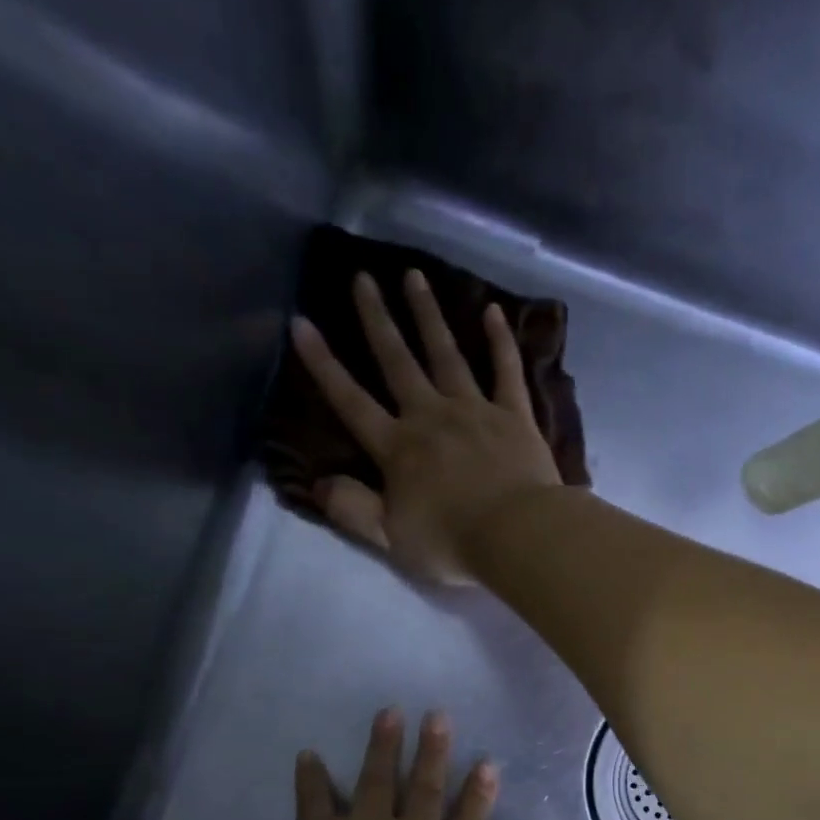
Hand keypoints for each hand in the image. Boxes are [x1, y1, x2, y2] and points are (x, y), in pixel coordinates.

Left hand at [252, 707, 498, 819]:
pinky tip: (307, 755)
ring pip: (379, 779)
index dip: (479, 795)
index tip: (487, 765)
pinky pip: (315, 798)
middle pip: (428, 789)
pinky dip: (310, 777)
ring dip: (383, 745)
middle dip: (435, 751)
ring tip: (389, 713)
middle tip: (438, 716)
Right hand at [290, 269, 562, 584]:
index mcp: (398, 449)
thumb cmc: (452, 543)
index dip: (324, 365)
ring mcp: (475, 411)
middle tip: (363, 278)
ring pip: (447, 354)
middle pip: (398, 361)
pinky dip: (501, 341)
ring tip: (415, 276)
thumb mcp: (392, 538)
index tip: (302, 323)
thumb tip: (319, 485)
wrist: (518, 536)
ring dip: (429, 315)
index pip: (351, 401)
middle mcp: (431, 417)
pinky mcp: (515, 416)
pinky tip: (494, 311)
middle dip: (377, 319)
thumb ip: (354, 510)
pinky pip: (507, 370)